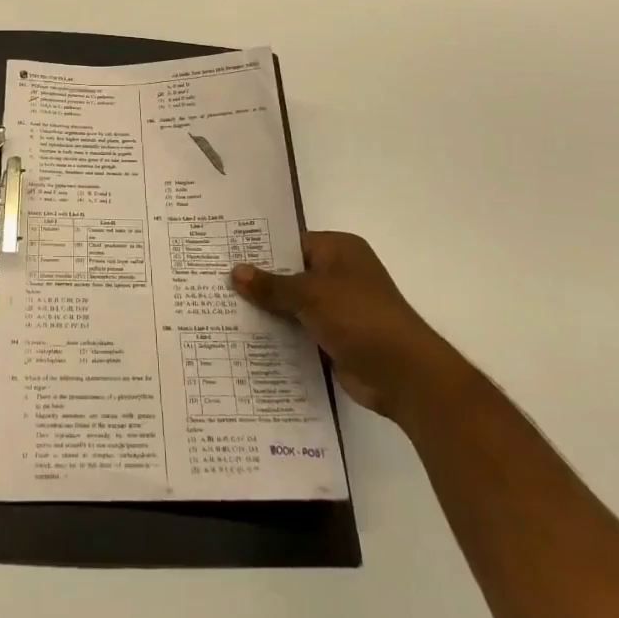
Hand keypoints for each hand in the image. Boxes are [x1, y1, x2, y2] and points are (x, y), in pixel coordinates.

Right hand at [232, 231, 452, 418]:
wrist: (404, 375)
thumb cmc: (360, 318)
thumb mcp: (311, 294)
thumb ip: (272, 285)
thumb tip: (235, 272)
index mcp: (339, 250)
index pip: (289, 242)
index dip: (258, 249)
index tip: (223, 255)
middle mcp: (338, 274)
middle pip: (289, 273)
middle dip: (258, 282)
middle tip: (214, 283)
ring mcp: (337, 308)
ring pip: (292, 304)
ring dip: (266, 311)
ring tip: (220, 311)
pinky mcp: (334, 338)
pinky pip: (299, 330)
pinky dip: (279, 335)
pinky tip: (246, 339)